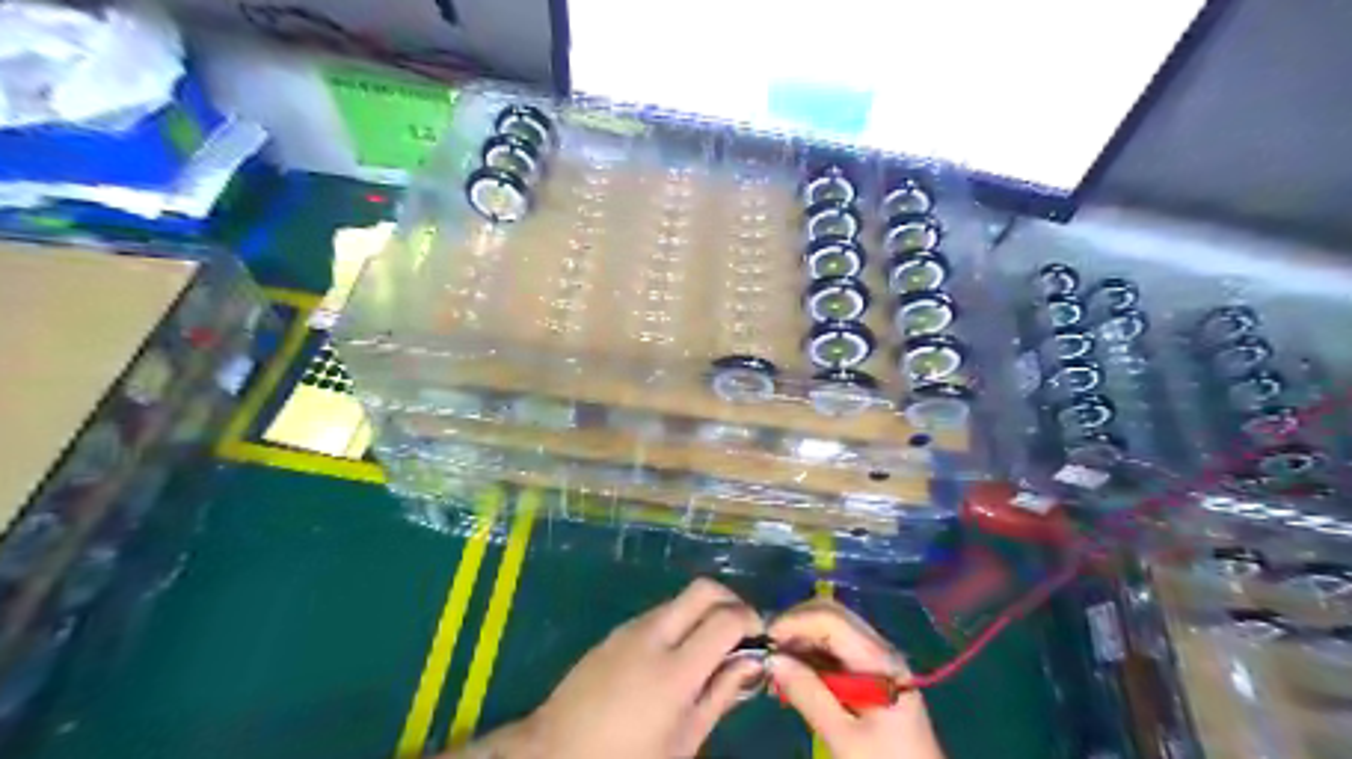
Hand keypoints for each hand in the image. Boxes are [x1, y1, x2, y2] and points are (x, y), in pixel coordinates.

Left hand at [483, 578, 758, 755]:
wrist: (555, 752)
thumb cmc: (627, 758)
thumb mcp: (683, 741)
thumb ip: (721, 695)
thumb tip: (752, 662)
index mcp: (675, 670)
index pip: (726, 618)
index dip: (751, 620)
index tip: (760, 637)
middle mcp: (654, 635)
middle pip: (704, 589)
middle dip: (731, 600)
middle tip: (741, 630)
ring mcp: (631, 628)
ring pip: (680, 599)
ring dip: (703, 611)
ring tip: (710, 647)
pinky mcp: (616, 630)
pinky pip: (658, 612)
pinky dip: (679, 621)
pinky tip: (677, 654)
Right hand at [764, 598, 942, 758]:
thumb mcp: (844, 738)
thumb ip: (809, 695)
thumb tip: (772, 659)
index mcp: (878, 658)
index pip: (830, 617)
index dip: (794, 621)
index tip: (764, 641)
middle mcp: (878, 648)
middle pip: (831, 615)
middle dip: (794, 625)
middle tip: (766, 651)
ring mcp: (875, 659)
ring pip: (830, 629)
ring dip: (800, 639)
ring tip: (774, 664)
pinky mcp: (869, 674)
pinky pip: (834, 649)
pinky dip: (810, 654)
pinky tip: (792, 674)